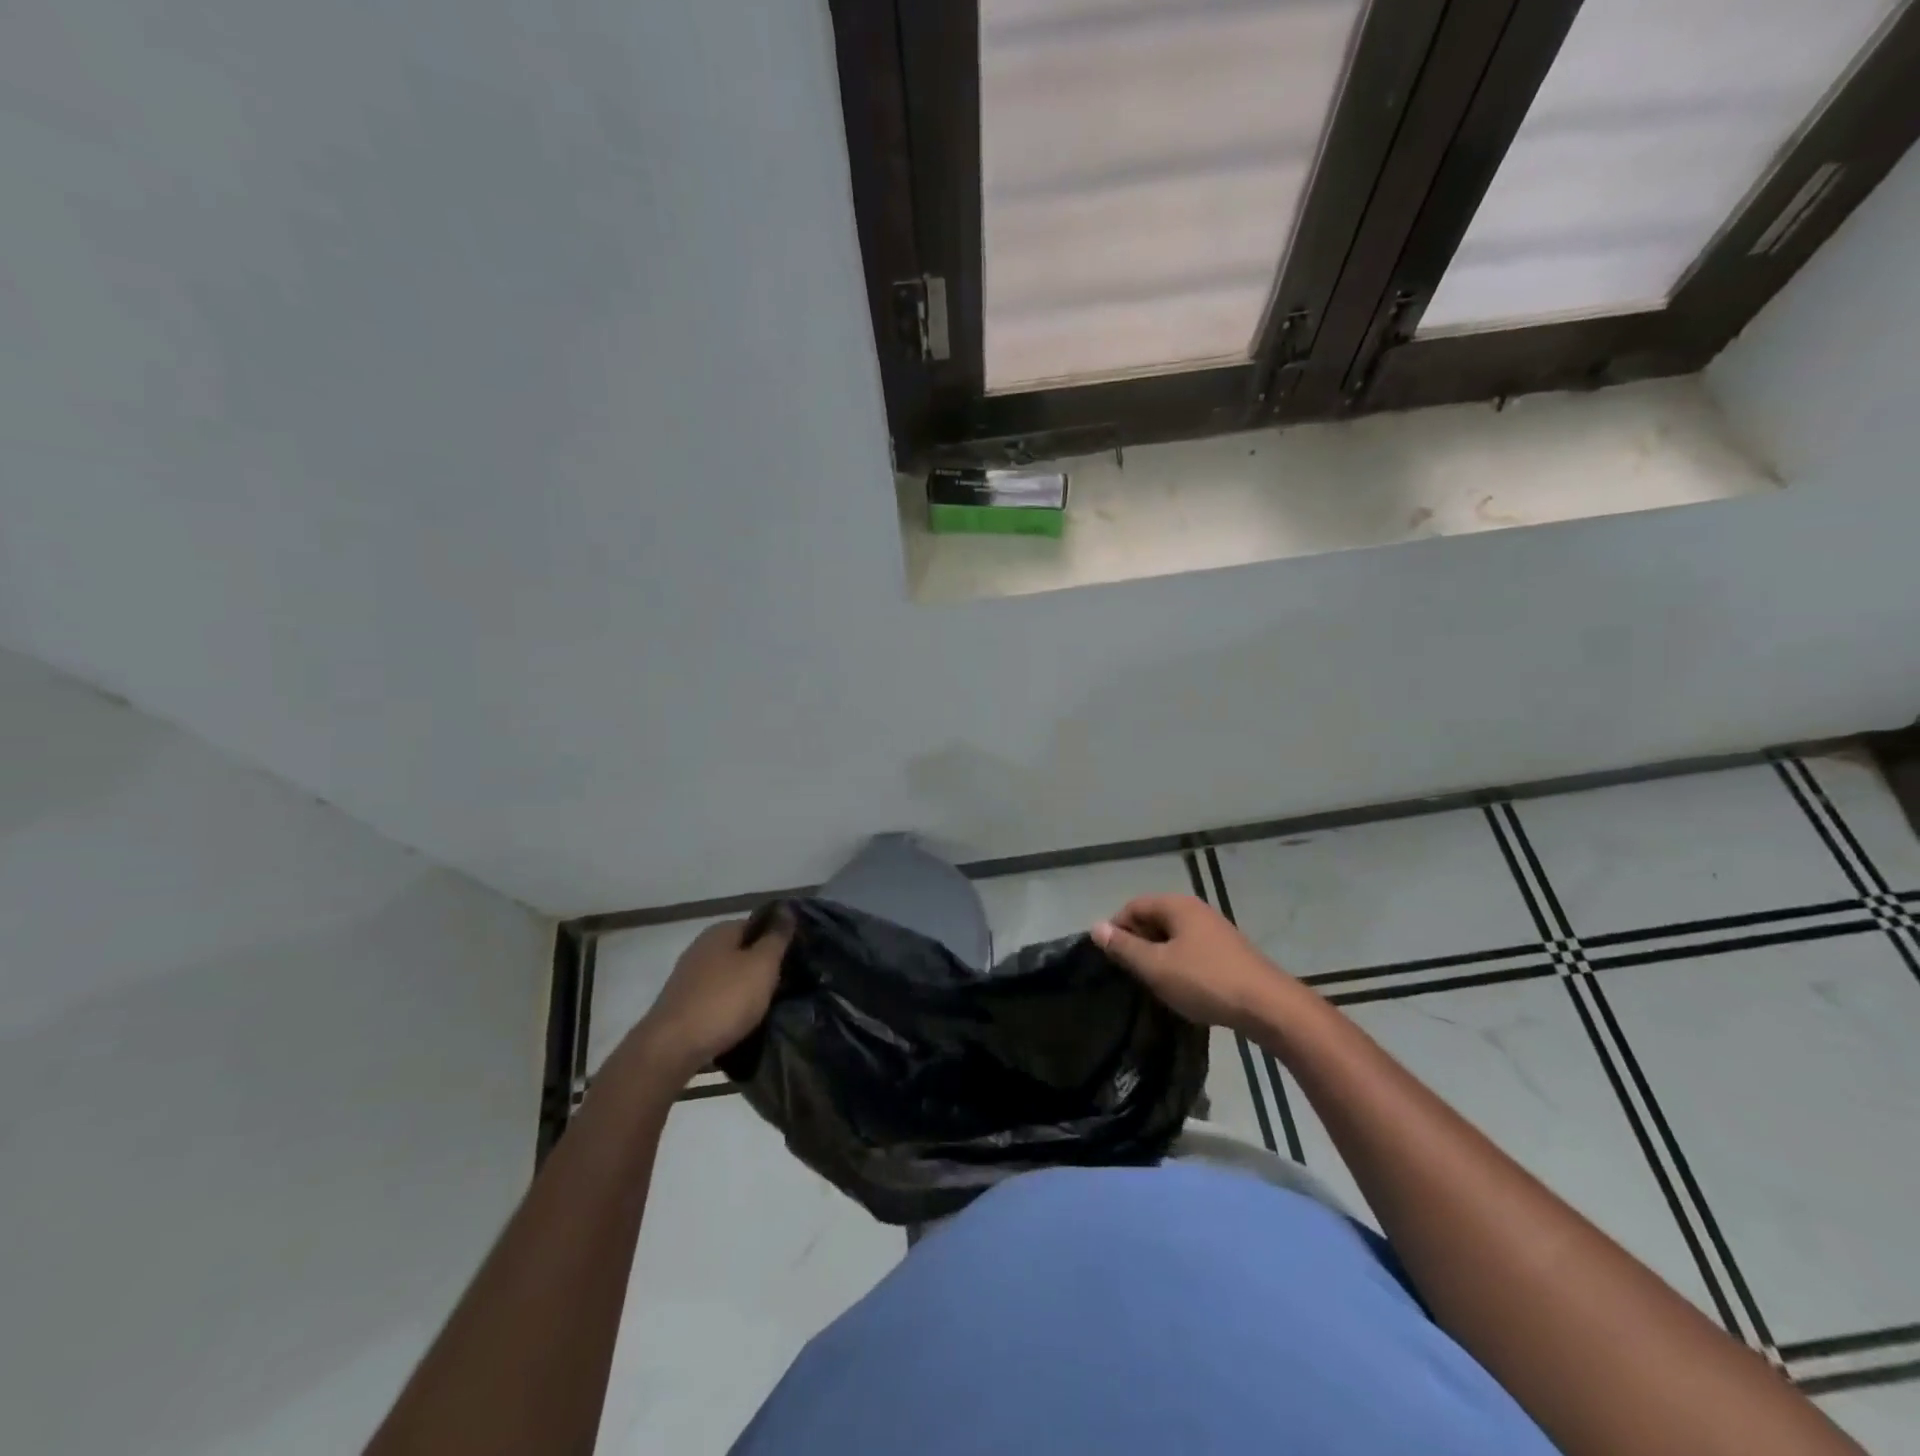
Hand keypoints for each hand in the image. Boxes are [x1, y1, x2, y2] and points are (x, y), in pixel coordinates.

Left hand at [631, 909, 791, 1081]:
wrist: (672, 1048)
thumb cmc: (724, 1000)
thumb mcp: (762, 965)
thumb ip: (776, 937)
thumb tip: (787, 907)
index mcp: (720, 932)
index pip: (757, 925)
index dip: (778, 939)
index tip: (796, 958)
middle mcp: (701, 948)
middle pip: (742, 951)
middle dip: (763, 966)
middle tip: (787, 983)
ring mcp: (689, 977)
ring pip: (730, 977)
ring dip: (748, 988)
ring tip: (769, 1006)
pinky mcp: (683, 1005)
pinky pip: (717, 998)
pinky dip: (731, 1007)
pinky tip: (742, 1021)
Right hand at [1092, 894, 1292, 1034]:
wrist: (1268, 1006)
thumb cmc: (1205, 981)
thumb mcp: (1156, 967)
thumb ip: (1124, 947)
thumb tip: (1096, 927)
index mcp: (1177, 905)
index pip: (1133, 906)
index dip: (1116, 929)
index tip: (1110, 959)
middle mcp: (1196, 910)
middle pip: (1154, 918)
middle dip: (1137, 942)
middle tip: (1128, 973)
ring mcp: (1215, 930)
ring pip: (1173, 936)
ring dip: (1158, 956)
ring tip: (1151, 983)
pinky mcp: (1228, 951)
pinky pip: (1191, 949)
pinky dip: (1178, 963)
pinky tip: (1179, 987)